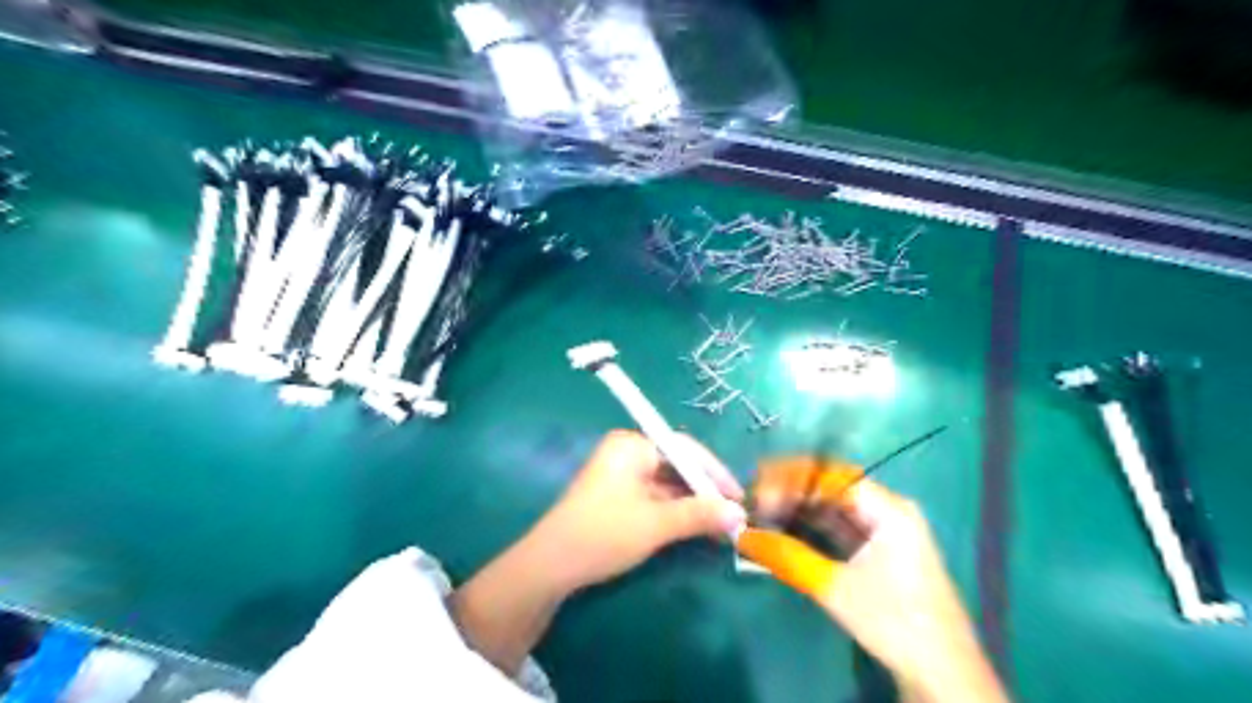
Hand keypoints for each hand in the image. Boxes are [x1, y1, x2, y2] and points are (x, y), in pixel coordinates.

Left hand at [527, 427, 740, 592]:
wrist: (551, 566)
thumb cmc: (604, 533)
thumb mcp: (656, 524)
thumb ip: (699, 515)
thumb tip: (739, 514)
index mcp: (632, 446)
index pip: (685, 449)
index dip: (715, 473)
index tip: (739, 496)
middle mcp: (627, 453)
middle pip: (677, 465)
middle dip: (705, 491)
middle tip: (734, 514)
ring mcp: (621, 475)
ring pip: (668, 484)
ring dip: (693, 503)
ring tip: (721, 525)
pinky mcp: (618, 496)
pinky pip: (655, 496)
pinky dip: (675, 511)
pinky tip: (695, 527)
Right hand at [736, 459, 1004, 702]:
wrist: (942, 674)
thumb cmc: (894, 624)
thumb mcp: (835, 588)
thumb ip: (788, 557)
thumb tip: (742, 535)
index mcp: (888, 509)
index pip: (830, 476)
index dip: (789, 478)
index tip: (756, 489)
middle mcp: (888, 509)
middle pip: (831, 486)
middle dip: (790, 489)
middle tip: (753, 497)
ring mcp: (885, 530)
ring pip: (833, 506)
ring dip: (799, 506)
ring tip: (761, 509)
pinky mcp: (879, 550)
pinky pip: (839, 525)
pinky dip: (812, 524)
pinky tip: (785, 526)